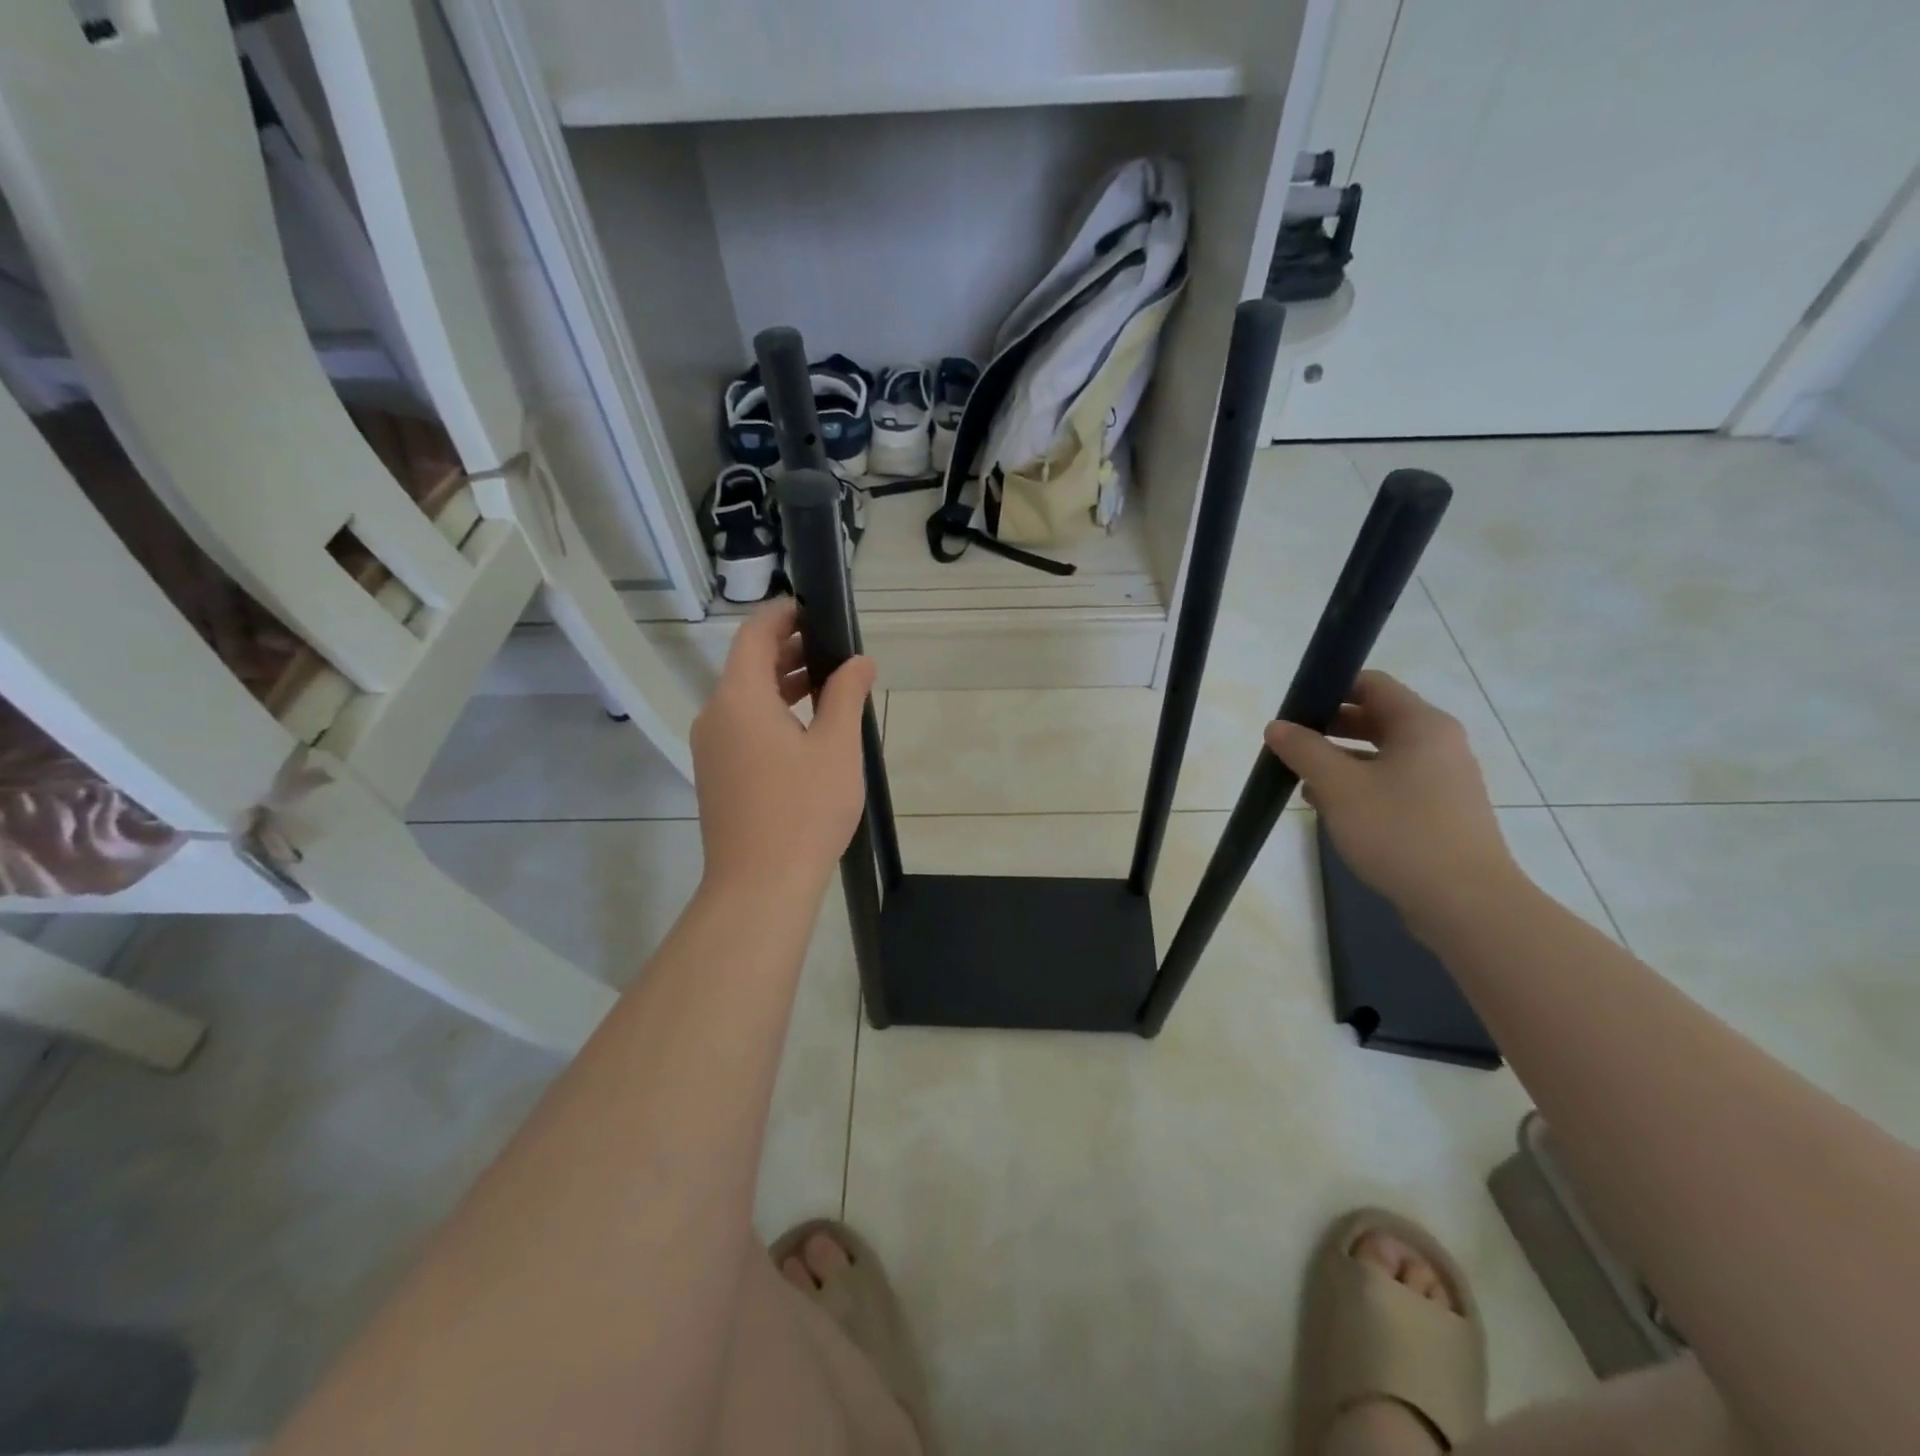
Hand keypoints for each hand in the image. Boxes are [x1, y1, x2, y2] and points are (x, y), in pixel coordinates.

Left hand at [691, 600, 876, 898]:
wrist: (759, 886)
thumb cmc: (803, 810)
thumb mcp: (837, 747)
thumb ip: (846, 695)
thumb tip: (859, 661)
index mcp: (740, 699)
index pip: (753, 635)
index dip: (781, 615)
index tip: (813, 610)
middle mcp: (715, 716)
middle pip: (747, 666)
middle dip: (787, 650)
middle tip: (832, 649)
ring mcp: (711, 749)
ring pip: (745, 699)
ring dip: (782, 684)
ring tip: (827, 686)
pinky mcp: (716, 775)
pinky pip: (742, 727)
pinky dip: (771, 714)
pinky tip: (805, 730)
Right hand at [1264, 671, 1516, 923]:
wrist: (1465, 903)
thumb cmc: (1399, 831)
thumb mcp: (1338, 786)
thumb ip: (1304, 750)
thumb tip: (1277, 726)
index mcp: (1421, 725)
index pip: (1371, 684)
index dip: (1329, 689)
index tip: (1294, 710)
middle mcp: (1439, 743)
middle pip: (1376, 718)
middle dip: (1329, 729)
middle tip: (1291, 746)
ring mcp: (1444, 779)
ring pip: (1382, 755)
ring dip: (1340, 762)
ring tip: (1303, 782)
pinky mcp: (1442, 812)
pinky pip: (1393, 784)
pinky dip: (1361, 787)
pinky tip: (1332, 810)